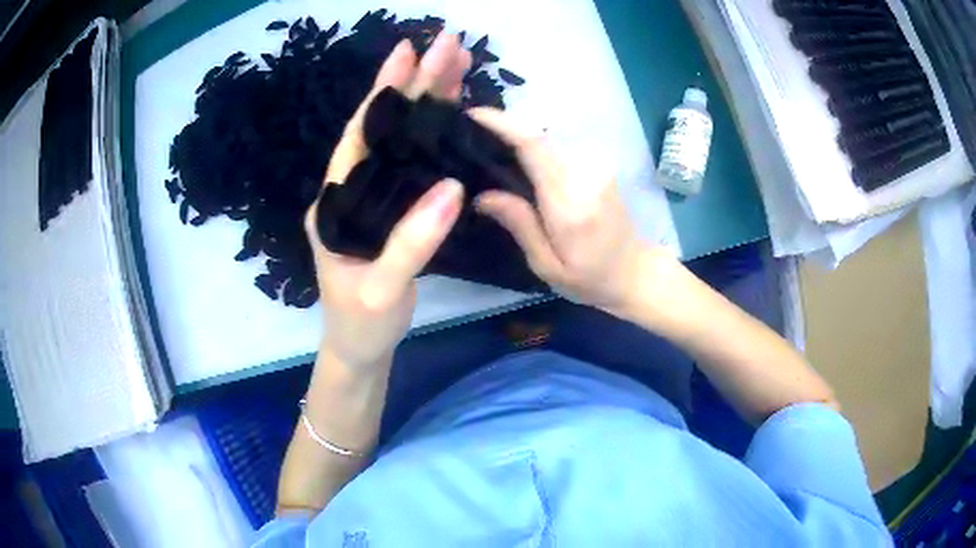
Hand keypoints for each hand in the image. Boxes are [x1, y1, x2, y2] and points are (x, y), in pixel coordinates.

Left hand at [304, 34, 471, 369]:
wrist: (359, 348)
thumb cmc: (360, 323)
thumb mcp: (381, 289)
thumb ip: (412, 241)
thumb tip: (452, 186)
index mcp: (335, 203)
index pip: (359, 136)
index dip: (383, 92)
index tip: (407, 53)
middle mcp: (351, 190)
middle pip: (385, 128)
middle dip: (414, 84)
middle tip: (447, 45)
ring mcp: (373, 198)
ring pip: (402, 141)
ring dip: (428, 102)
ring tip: (456, 66)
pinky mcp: (393, 209)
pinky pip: (415, 164)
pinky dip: (435, 136)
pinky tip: (454, 114)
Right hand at [471, 108, 678, 317]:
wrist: (635, 272)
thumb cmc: (590, 279)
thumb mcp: (546, 265)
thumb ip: (520, 224)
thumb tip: (483, 195)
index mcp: (570, 204)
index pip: (535, 148)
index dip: (504, 124)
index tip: (474, 114)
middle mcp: (587, 175)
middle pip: (540, 136)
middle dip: (505, 128)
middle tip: (472, 137)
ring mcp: (598, 166)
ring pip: (549, 140)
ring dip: (520, 138)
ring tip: (491, 151)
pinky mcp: (601, 165)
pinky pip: (560, 148)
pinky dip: (537, 148)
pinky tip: (520, 163)